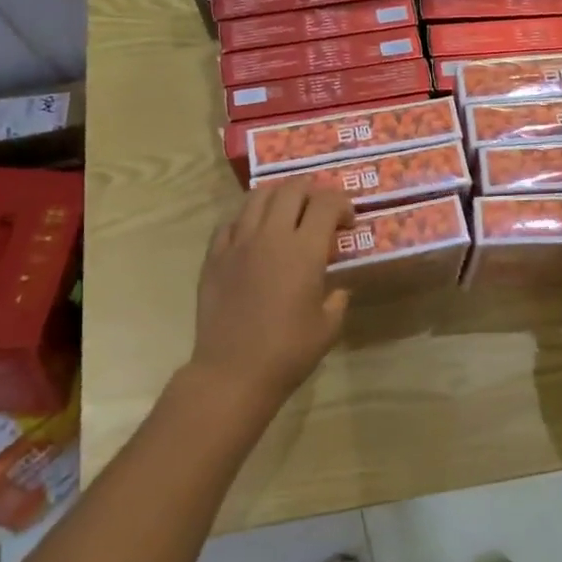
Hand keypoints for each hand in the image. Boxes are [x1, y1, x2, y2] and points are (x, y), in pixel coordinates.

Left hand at [190, 182, 354, 411]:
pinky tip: (253, 234)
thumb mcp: (328, 327)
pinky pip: (230, 222)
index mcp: (304, 250)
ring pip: (258, 196)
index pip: (326, 203)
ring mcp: (238, 243)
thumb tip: (337, 289)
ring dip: (278, 196)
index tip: (347, 222)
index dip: (342, 204)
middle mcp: (271, 236)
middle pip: (292, 189)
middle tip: (319, 209)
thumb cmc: (288, 352)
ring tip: (286, 211)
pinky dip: (247, 219)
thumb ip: (337, 300)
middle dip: (312, 191)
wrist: (232, 372)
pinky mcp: (214, 256)